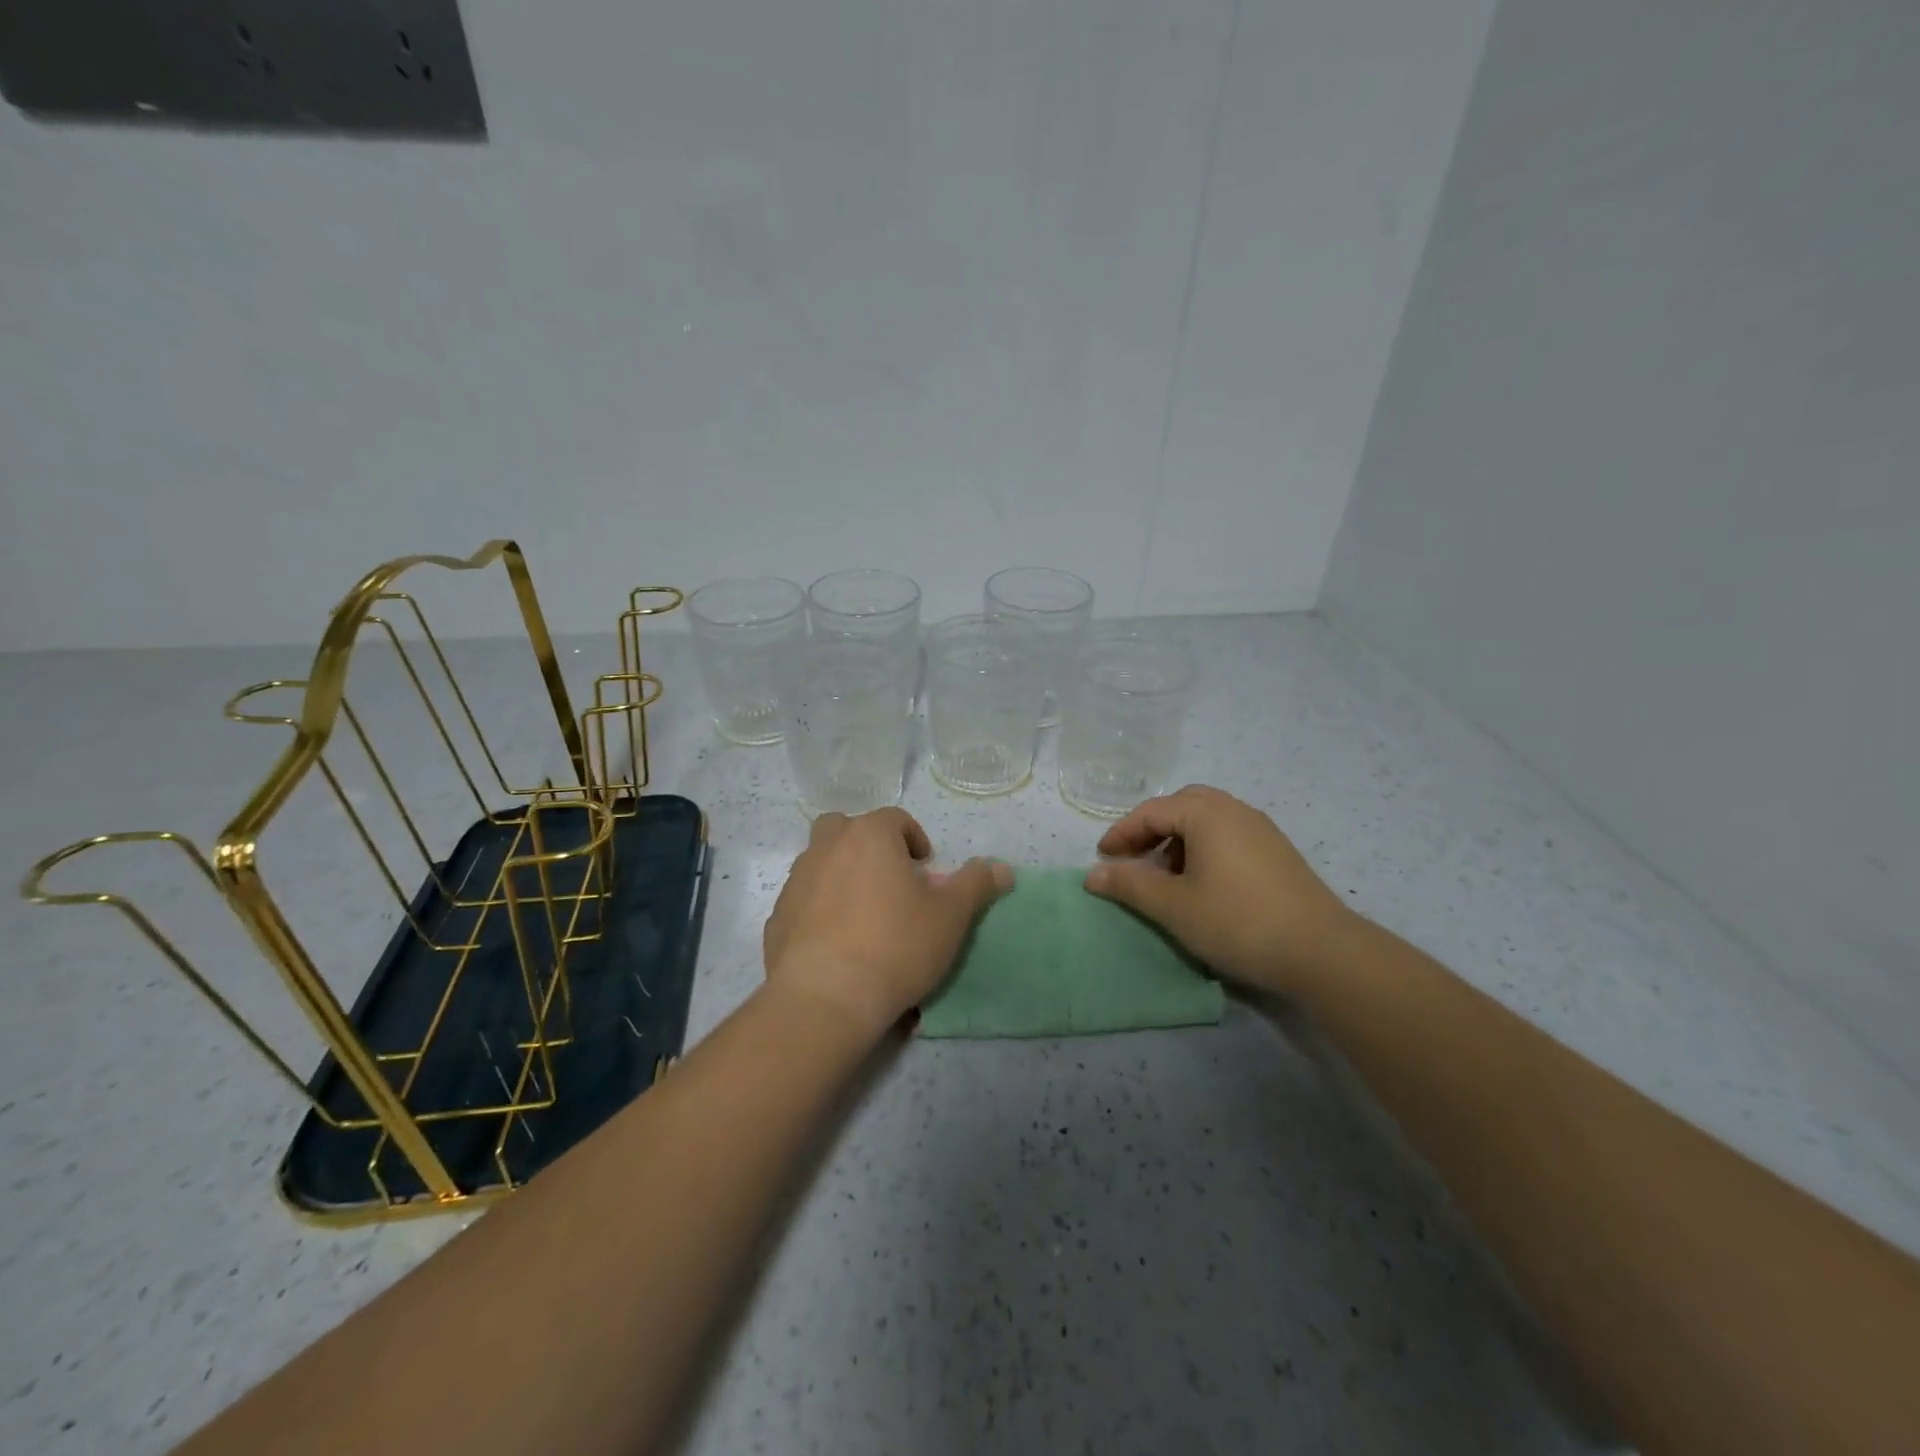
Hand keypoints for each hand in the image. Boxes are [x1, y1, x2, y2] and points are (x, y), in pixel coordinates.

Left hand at [763, 807, 1013, 1040]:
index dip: (915, 840)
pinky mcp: (777, 916)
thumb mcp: (951, 916)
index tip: (925, 871)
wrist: (826, 998)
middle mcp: (827, 846)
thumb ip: (977, 884)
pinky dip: (820, 910)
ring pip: (822, 862)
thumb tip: (1003, 867)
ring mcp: (796, 881)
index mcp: (869, 835)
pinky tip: (838, 945)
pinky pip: (804, 900)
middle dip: (869, 847)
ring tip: (865, 916)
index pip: (895, 819)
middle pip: (848, 829)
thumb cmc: (896, 945)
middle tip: (890, 883)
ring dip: (843, 875)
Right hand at [1083, 785, 1358, 994]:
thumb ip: (1129, 884)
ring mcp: (1261, 829)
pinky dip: (1204, 850)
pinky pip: (1228, 837)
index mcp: (1206, 813)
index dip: (1121, 833)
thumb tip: (1092, 873)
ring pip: (1207, 821)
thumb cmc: (1237, 921)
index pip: (1151, 811)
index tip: (1103, 858)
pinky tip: (1203, 886)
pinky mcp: (1278, 852)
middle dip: (1151, 830)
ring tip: (1166, 877)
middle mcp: (1235, 810)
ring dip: (1178, 841)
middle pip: (1181, 806)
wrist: (1322, 951)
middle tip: (1133, 859)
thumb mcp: (1173, 906)